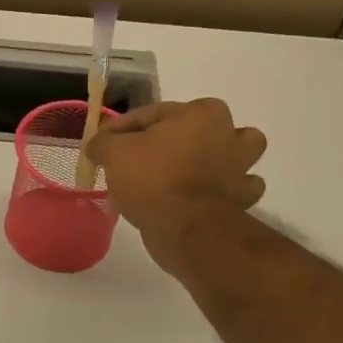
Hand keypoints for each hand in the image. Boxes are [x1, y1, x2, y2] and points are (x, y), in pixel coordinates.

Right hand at [86, 99, 267, 265]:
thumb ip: (103, 142)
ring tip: (185, 172)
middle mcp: (229, 132)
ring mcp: (242, 166)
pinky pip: (235, 188)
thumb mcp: (113, 154)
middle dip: (172, 139)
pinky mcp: (243, 197)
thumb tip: (98, 144)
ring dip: (214, 159)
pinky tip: (202, 197)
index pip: (150, 114)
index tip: (102, 145)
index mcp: (201, 113)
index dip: (120, 130)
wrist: (188, 229)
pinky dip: (223, 191)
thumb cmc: (152, 180)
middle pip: (194, 128)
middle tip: (142, 157)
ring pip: (230, 154)